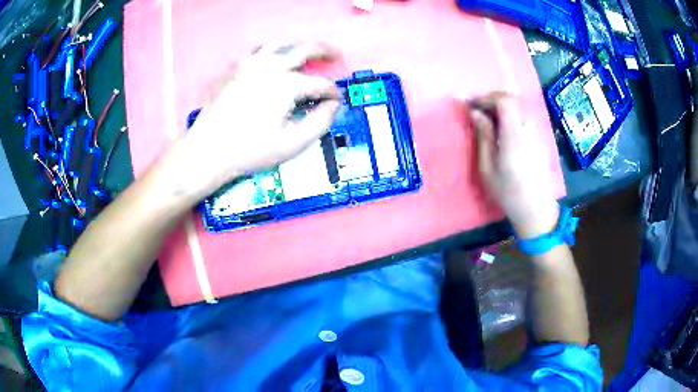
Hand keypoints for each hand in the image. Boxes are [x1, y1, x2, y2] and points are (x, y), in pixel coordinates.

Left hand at [162, 42, 341, 201]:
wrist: (208, 150)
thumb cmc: (249, 150)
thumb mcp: (291, 144)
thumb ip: (319, 123)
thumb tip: (333, 107)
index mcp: (287, 85)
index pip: (320, 84)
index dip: (333, 93)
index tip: (337, 101)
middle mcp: (270, 67)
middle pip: (304, 50)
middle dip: (325, 51)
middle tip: (336, 55)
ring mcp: (249, 65)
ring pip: (279, 45)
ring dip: (296, 46)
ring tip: (304, 53)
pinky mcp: (234, 70)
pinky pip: (255, 52)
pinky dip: (269, 52)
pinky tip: (270, 60)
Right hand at [470, 93, 559, 238]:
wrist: (536, 209)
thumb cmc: (508, 192)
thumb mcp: (487, 167)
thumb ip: (483, 136)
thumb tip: (475, 113)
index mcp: (514, 135)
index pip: (504, 101)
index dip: (487, 98)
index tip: (472, 106)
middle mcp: (528, 129)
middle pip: (513, 100)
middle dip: (494, 99)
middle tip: (479, 110)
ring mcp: (537, 133)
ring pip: (520, 107)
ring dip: (503, 107)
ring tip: (490, 120)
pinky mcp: (540, 139)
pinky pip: (525, 117)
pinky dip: (512, 115)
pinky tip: (504, 130)